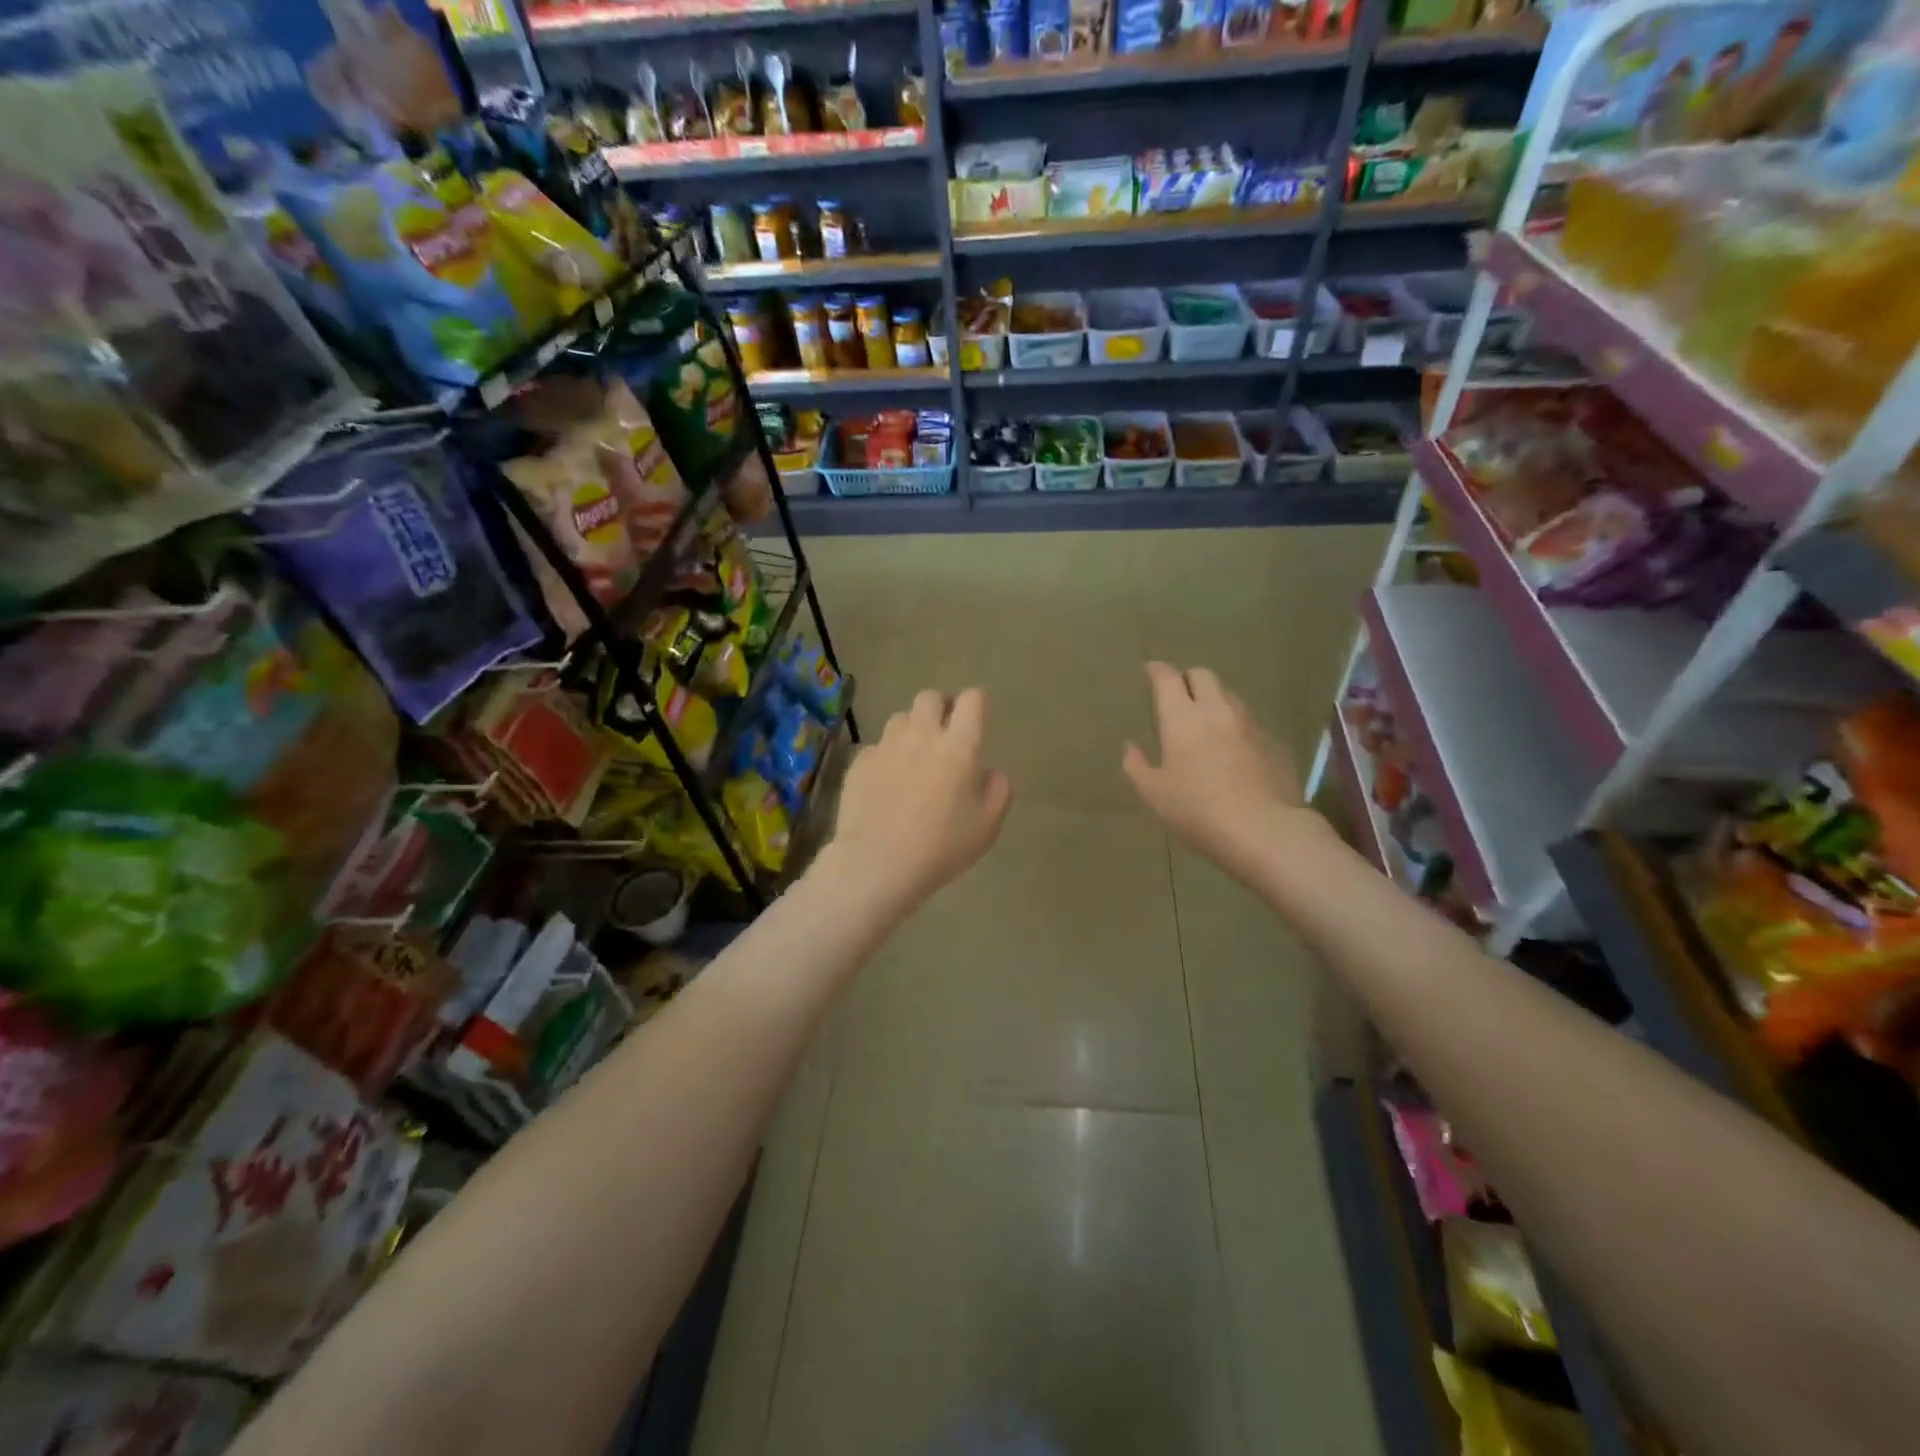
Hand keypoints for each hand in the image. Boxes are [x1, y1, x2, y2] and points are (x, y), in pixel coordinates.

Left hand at [830, 687, 1012, 908]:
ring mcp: (886, 746)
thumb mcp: (987, 827)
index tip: (977, 722)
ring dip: (911, 730)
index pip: (972, 700)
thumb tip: (990, 772)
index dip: (977, 705)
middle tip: (945, 736)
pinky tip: (886, 784)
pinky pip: (876, 747)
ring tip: (913, 758)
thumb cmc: (940, 847)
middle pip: (930, 697)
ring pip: (901, 718)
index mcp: (958, 747)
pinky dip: (885, 757)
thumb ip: (998, 791)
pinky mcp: (859, 762)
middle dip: (941, 708)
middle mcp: (921, 736)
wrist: (876, 864)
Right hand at [1123, 662, 1328, 883]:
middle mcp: (1217, 711)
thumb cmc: (1199, 811)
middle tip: (1177, 693)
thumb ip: (1137, 766)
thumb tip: (1130, 746)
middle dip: (1187, 678)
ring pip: (1229, 696)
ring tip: (1205, 719)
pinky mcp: (1273, 743)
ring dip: (1213, 699)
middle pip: (1203, 676)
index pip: (1168, 678)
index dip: (1157, 670)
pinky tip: (1232, 749)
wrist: (1265, 830)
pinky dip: (1235, 726)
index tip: (1150, 670)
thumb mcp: (1154, 794)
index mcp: (1182, 718)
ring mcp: (1250, 725)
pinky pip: (1249, 723)